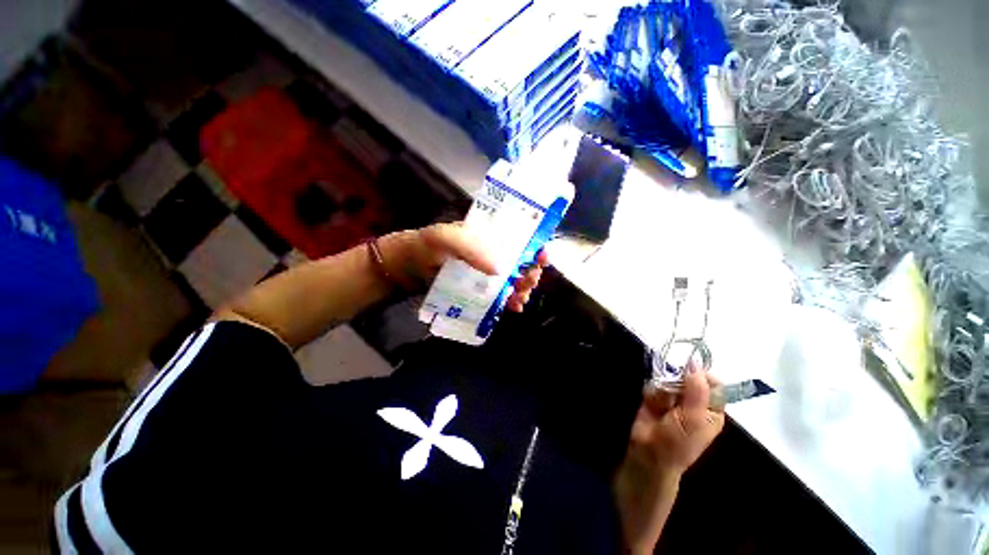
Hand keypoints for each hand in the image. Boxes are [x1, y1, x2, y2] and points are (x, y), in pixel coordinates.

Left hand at [380, 223, 547, 311]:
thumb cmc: (424, 247)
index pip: (519, 237)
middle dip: (530, 272)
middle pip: (521, 260)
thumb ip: (469, 248)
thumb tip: (499, 269)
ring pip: (514, 278)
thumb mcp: (444, 238)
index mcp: (488, 235)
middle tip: (527, 282)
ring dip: (523, 288)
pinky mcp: (479, 288)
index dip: (535, 245)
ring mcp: (485, 271)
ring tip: (520, 299)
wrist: (405, 268)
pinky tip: (514, 307)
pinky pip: (501, 293)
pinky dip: (511, 300)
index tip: (542, 257)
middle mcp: (491, 252)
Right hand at [613, 368, 724, 552]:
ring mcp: (674, 399)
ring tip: (661, 407)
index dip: (702, 376)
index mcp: (711, 409)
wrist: (648, 453)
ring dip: (663, 390)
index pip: (713, 384)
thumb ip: (697, 391)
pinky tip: (651, 404)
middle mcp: (694, 402)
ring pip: (669, 379)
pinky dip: (652, 392)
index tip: (689, 375)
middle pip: (689, 378)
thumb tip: (696, 365)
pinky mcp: (656, 397)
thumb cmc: (678, 442)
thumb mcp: (693, 418)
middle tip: (674, 398)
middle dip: (678, 383)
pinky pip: (654, 384)